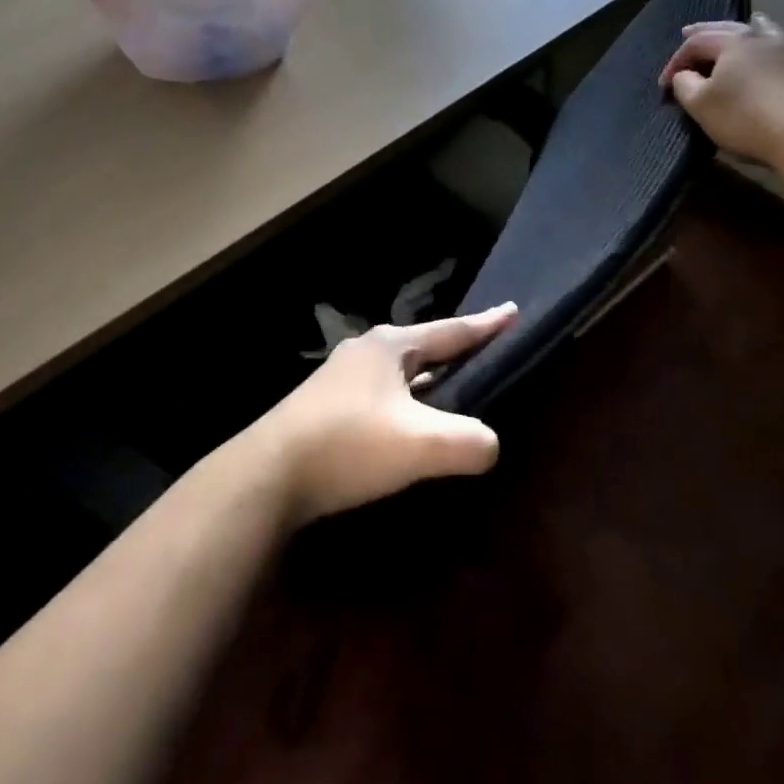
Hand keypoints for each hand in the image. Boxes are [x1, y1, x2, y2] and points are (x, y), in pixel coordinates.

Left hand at [245, 304, 516, 524]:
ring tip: (453, 392)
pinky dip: (405, 404)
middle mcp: (365, 352)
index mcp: (390, 346)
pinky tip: (407, 427)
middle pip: (424, 348)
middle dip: (455, 351)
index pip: (451, 331)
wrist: (269, 473)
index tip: (513, 310)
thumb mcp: (421, 444)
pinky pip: (381, 396)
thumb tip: (489, 444)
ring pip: (400, 374)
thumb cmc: (350, 444)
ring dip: (428, 381)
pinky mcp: (326, 407)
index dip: (486, 325)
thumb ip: (469, 441)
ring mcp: (341, 378)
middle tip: (486, 354)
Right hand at [658, 13, 783, 165]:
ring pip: (770, 33)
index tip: (664, 85)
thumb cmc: (747, 118)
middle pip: (731, 28)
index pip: (696, 42)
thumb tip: (685, 75)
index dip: (675, 60)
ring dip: (754, 28)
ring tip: (750, 23)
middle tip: (687, 31)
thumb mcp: (701, 105)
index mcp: (733, 44)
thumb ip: (685, 85)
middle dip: (706, 31)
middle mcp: (765, 40)